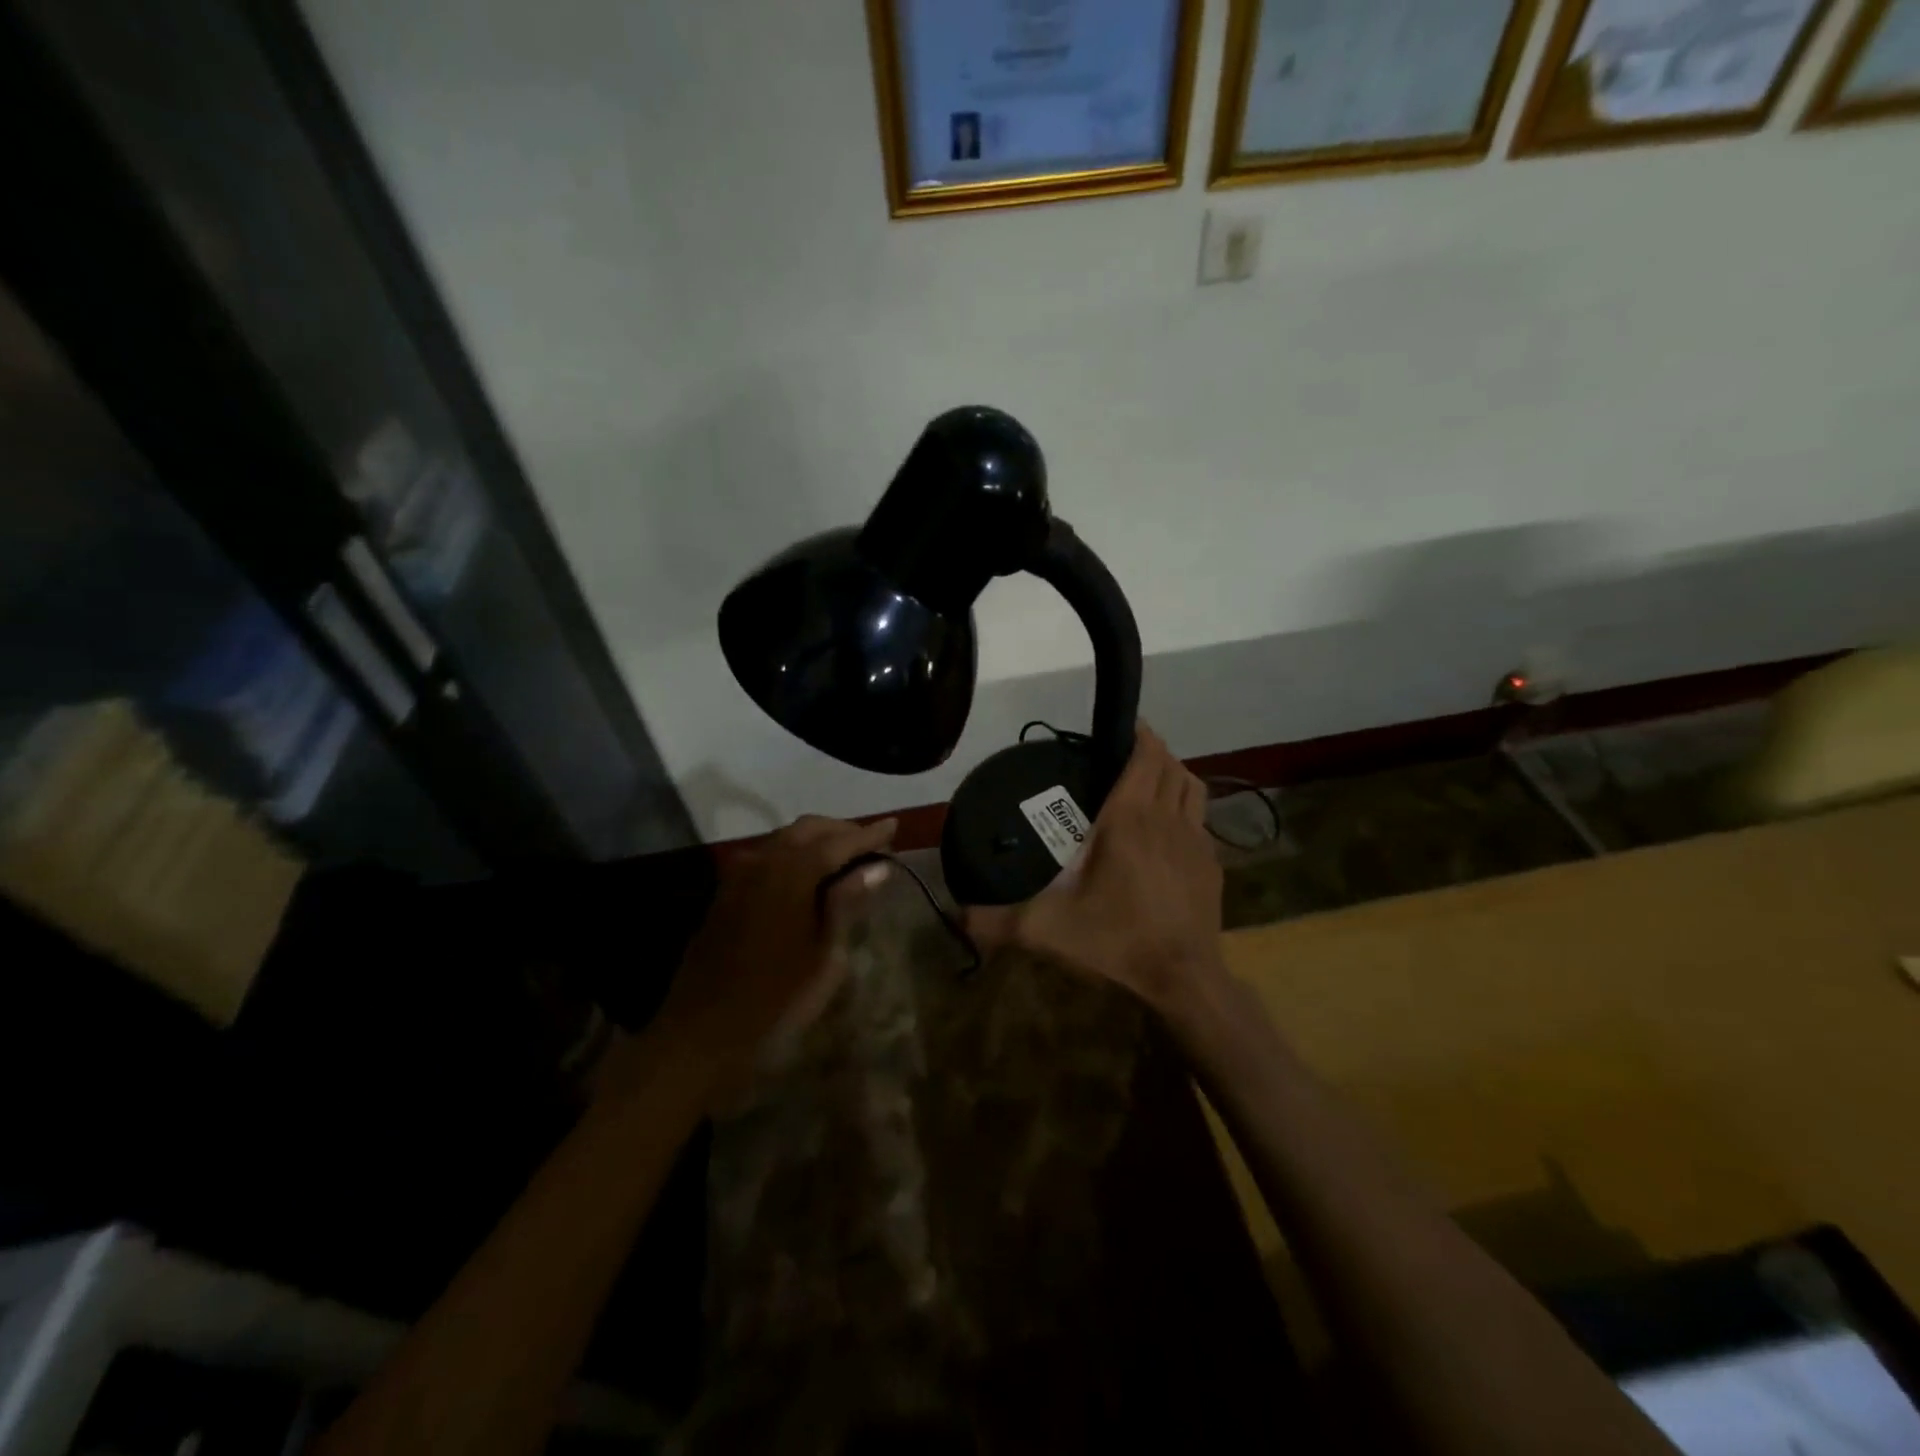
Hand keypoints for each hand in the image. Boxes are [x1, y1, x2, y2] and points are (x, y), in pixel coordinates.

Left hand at [638, 815, 896, 1103]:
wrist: (703, 1031)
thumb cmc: (777, 999)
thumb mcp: (826, 956)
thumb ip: (848, 903)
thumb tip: (876, 868)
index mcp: (791, 874)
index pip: (838, 841)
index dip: (869, 834)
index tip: (894, 826)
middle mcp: (762, 861)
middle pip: (808, 829)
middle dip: (842, 832)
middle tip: (872, 843)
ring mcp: (739, 874)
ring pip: (784, 839)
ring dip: (816, 841)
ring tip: (846, 858)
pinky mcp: (726, 891)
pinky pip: (767, 857)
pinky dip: (793, 855)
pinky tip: (808, 875)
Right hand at [966, 726, 1224, 1010]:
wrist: (1184, 980)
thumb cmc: (1116, 941)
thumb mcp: (1047, 931)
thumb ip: (997, 921)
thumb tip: (957, 915)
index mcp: (1129, 820)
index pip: (1144, 758)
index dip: (1138, 735)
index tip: (1124, 725)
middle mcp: (1166, 820)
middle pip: (1170, 766)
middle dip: (1153, 750)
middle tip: (1127, 753)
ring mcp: (1196, 842)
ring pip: (1193, 788)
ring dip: (1175, 774)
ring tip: (1152, 781)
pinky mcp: (1212, 866)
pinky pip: (1202, 821)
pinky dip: (1188, 811)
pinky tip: (1170, 833)